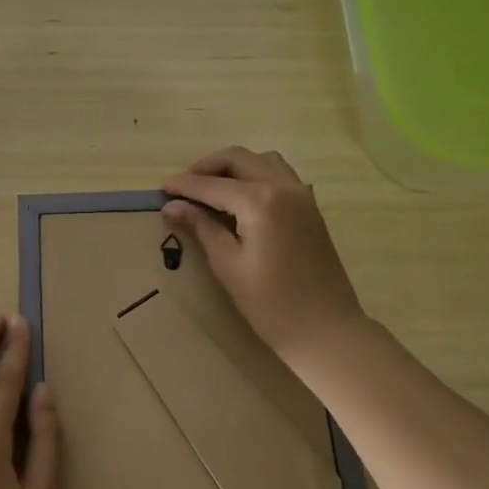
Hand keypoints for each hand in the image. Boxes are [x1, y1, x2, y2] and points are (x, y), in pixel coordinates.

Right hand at [162, 147, 367, 365]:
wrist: (326, 330)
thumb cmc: (271, 304)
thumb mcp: (228, 265)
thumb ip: (202, 227)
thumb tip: (172, 206)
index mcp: (260, 201)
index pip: (212, 184)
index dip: (184, 185)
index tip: (161, 187)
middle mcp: (283, 186)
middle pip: (238, 159)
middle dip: (207, 167)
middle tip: (183, 187)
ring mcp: (301, 195)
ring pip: (262, 161)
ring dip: (233, 167)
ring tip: (211, 189)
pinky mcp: (310, 207)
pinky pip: (279, 174)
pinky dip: (255, 175)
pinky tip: (241, 199)